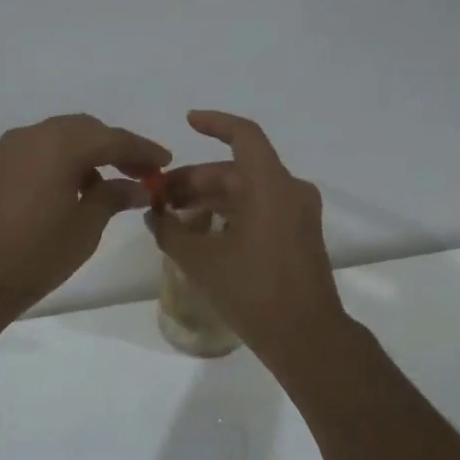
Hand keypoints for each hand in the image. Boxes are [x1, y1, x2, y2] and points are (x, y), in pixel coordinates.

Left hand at [0, 114, 170, 320]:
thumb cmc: (35, 254)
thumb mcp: (85, 227)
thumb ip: (113, 197)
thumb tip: (137, 187)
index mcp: (61, 144)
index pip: (113, 138)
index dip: (143, 150)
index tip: (165, 162)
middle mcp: (35, 135)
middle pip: (86, 130)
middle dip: (116, 147)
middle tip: (142, 173)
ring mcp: (11, 148)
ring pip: (62, 137)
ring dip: (90, 153)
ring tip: (111, 186)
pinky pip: (42, 151)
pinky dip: (64, 161)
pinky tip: (76, 189)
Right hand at [148, 111, 351, 369]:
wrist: (306, 337)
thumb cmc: (253, 291)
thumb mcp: (202, 260)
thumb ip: (171, 231)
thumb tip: (153, 216)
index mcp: (271, 186)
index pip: (244, 135)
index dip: (214, 123)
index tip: (187, 122)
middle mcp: (290, 191)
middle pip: (237, 170)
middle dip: (196, 179)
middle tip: (159, 197)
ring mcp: (298, 214)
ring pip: (247, 191)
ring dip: (210, 198)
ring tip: (172, 216)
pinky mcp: (298, 235)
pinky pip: (260, 209)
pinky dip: (230, 213)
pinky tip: (201, 232)